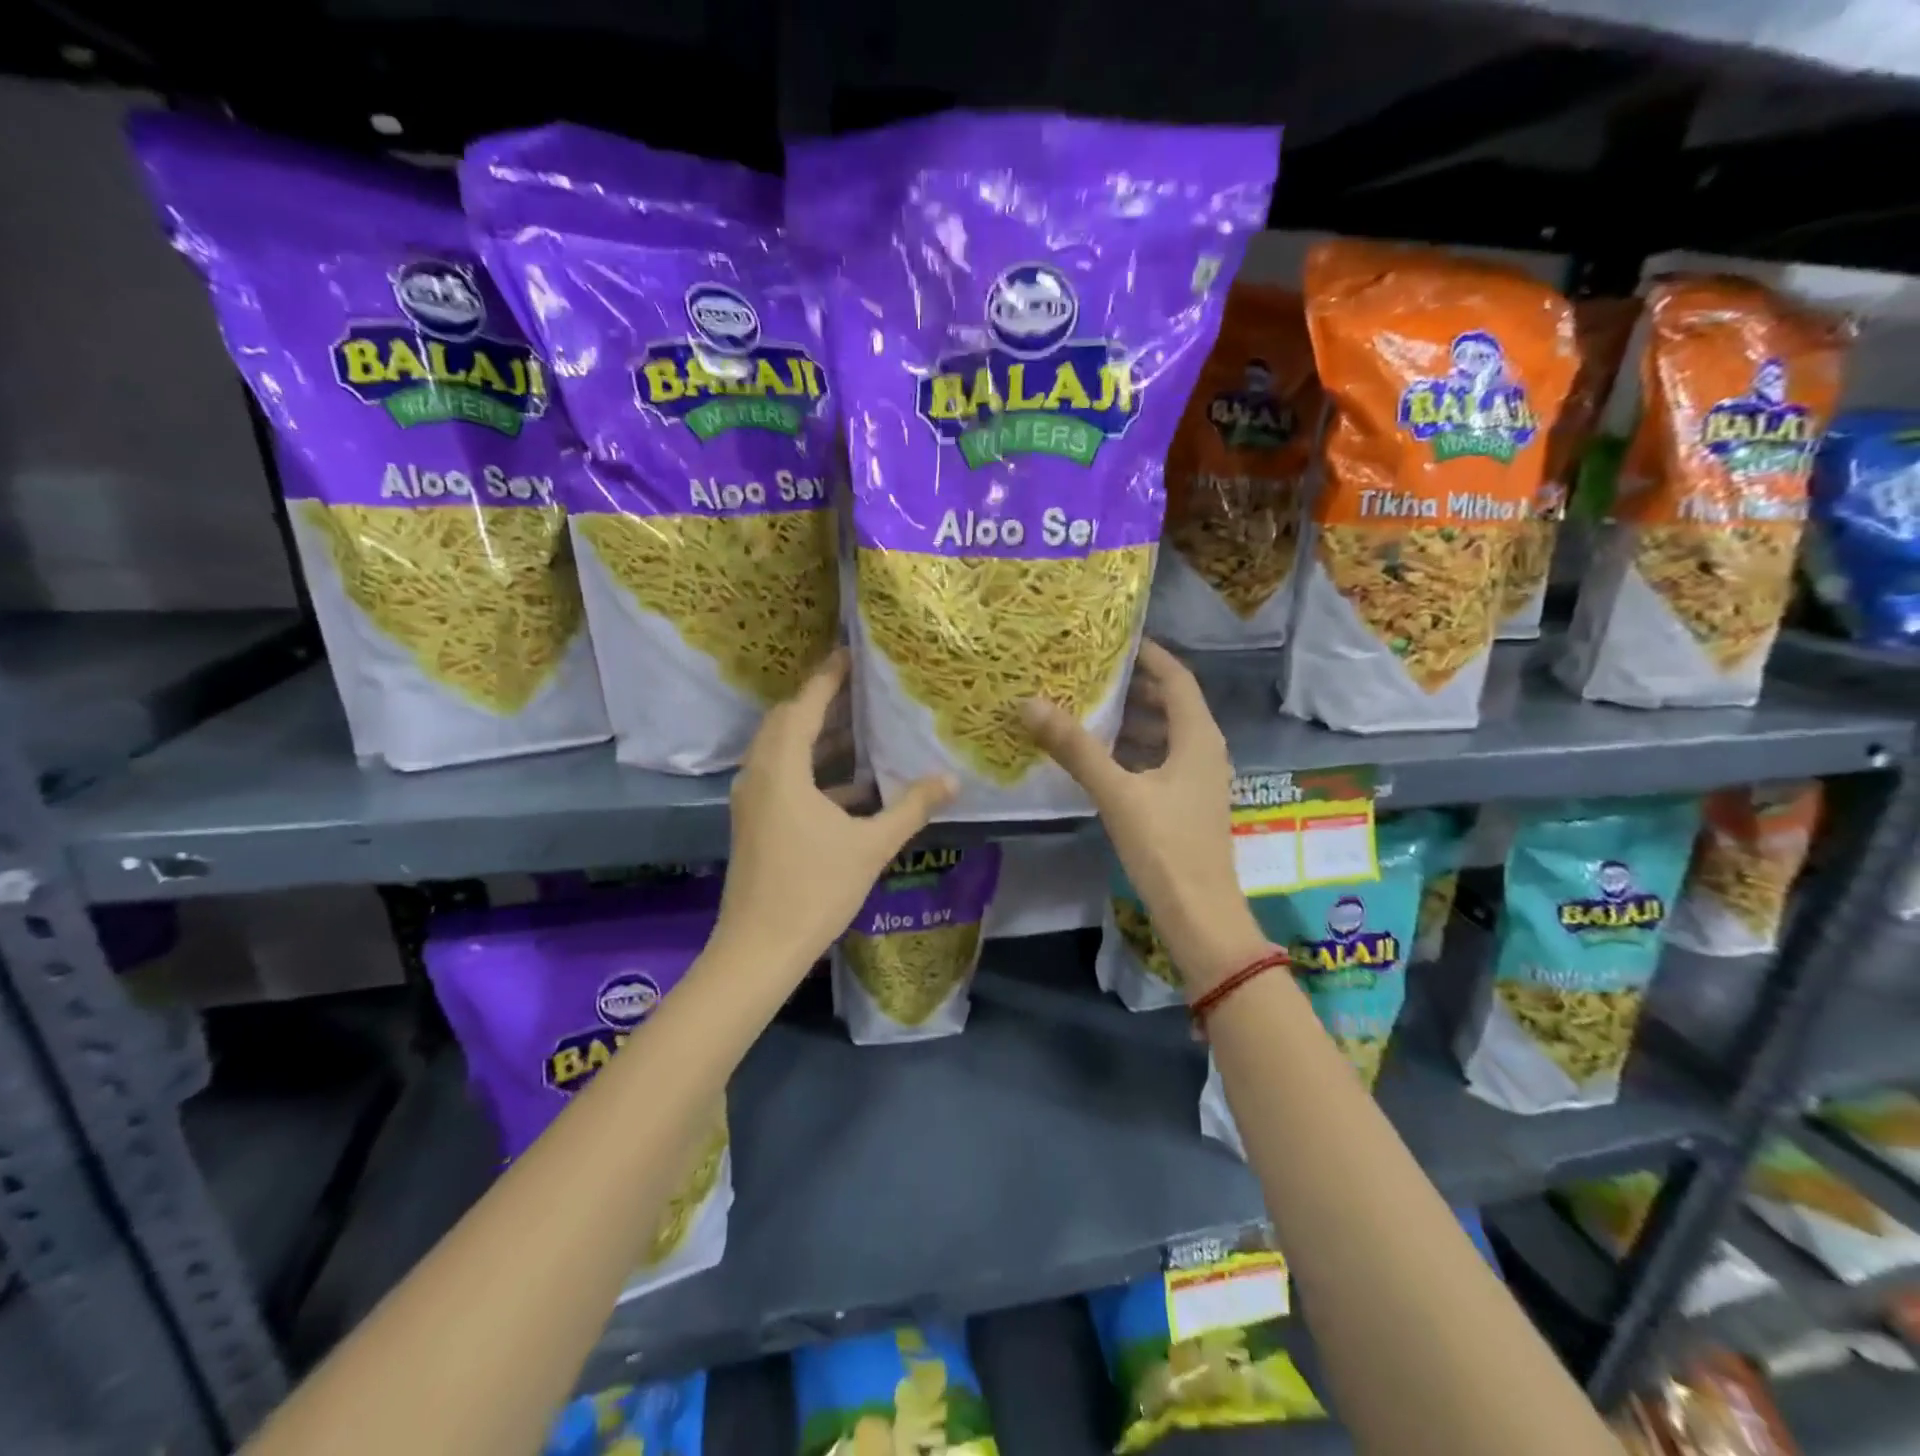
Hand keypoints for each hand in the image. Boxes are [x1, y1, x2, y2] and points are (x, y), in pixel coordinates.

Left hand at [713, 649, 957, 982]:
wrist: (760, 948)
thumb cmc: (815, 890)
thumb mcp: (872, 846)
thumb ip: (912, 807)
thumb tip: (951, 779)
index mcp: (782, 770)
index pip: (804, 706)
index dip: (828, 677)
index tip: (850, 653)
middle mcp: (759, 774)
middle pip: (787, 722)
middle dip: (821, 701)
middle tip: (860, 688)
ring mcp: (752, 799)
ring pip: (783, 750)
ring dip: (818, 736)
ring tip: (862, 728)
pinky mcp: (755, 821)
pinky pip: (782, 776)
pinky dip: (813, 770)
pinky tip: (854, 786)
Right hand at [1021, 640, 1270, 997]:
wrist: (1199, 914)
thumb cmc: (1165, 846)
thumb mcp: (1116, 792)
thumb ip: (1075, 748)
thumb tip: (1030, 703)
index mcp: (1198, 737)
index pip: (1176, 677)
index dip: (1149, 654)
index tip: (1113, 639)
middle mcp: (1204, 750)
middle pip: (1171, 703)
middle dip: (1134, 686)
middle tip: (1090, 672)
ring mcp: (1197, 780)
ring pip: (1165, 734)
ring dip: (1131, 719)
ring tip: (1087, 708)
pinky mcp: (1186, 804)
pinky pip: (1159, 761)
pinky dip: (1133, 750)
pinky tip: (1100, 757)